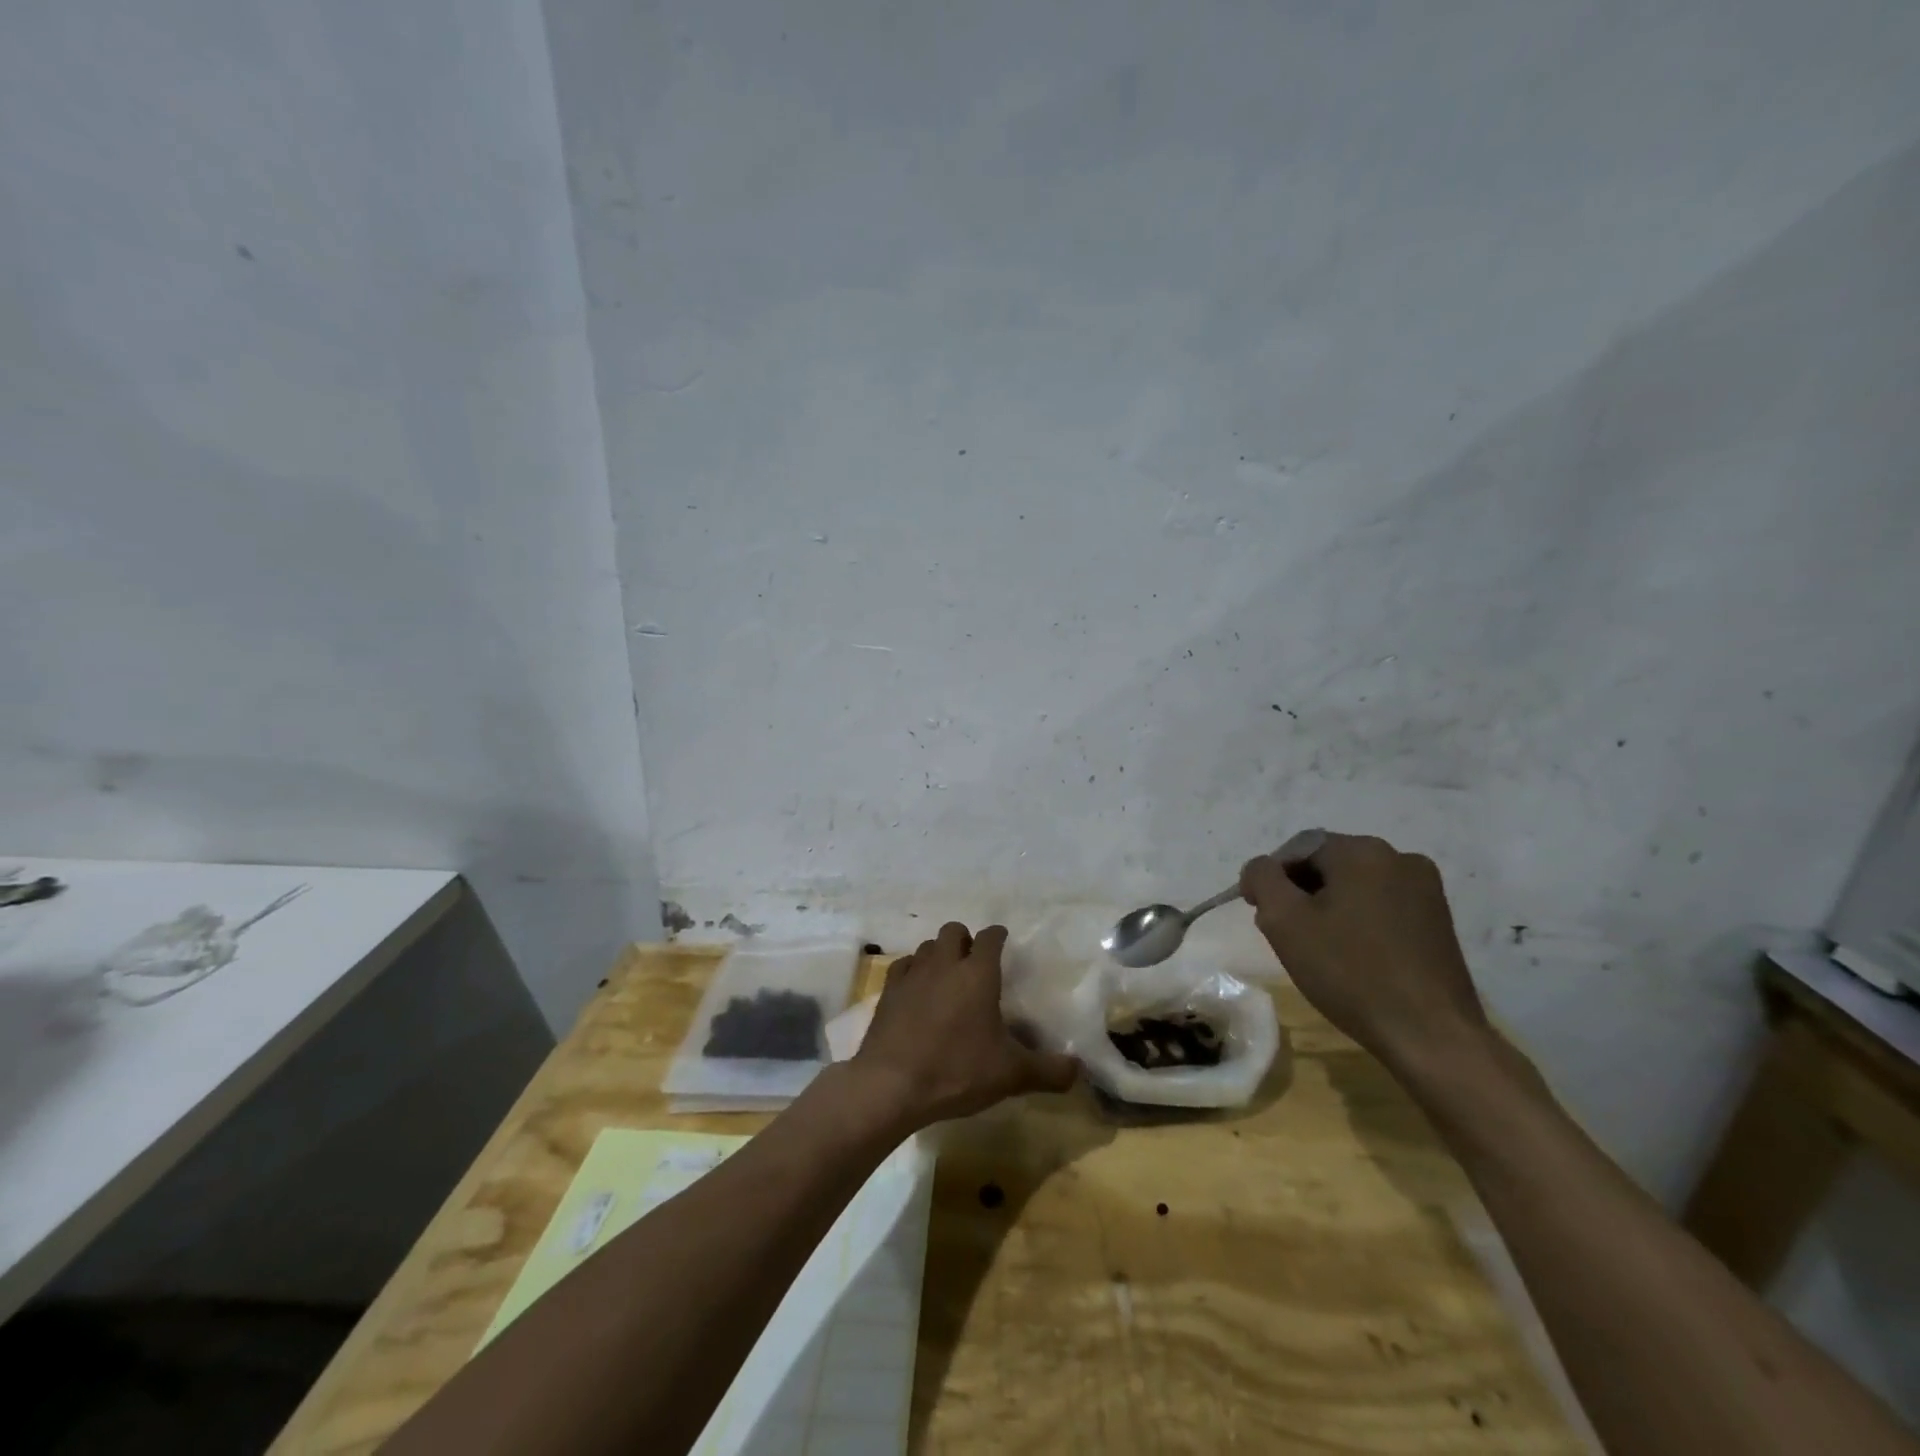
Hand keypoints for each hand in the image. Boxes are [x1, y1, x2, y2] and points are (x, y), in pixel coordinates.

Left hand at [853, 921, 1078, 1129]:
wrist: (891, 1085)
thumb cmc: (956, 1071)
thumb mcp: (1011, 1075)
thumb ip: (1049, 1071)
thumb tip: (1079, 1070)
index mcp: (978, 974)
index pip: (990, 937)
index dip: (998, 936)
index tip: (1003, 941)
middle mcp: (945, 964)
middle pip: (954, 930)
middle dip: (966, 940)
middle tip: (975, 964)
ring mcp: (913, 974)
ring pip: (927, 946)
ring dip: (939, 953)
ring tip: (947, 976)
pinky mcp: (889, 991)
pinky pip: (903, 965)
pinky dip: (913, 970)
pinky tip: (917, 989)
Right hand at [1241, 833, 1489, 1075]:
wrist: (1431, 1035)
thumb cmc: (1350, 972)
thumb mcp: (1285, 922)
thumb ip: (1262, 879)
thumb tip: (1261, 869)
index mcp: (1362, 850)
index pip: (1297, 850)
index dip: (1272, 880)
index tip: (1260, 913)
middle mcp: (1399, 857)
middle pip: (1328, 865)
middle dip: (1301, 894)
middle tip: (1287, 935)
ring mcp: (1426, 889)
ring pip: (1356, 886)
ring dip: (1330, 908)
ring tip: (1320, 950)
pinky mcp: (1439, 920)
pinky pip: (1382, 906)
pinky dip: (1360, 921)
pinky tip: (1354, 956)